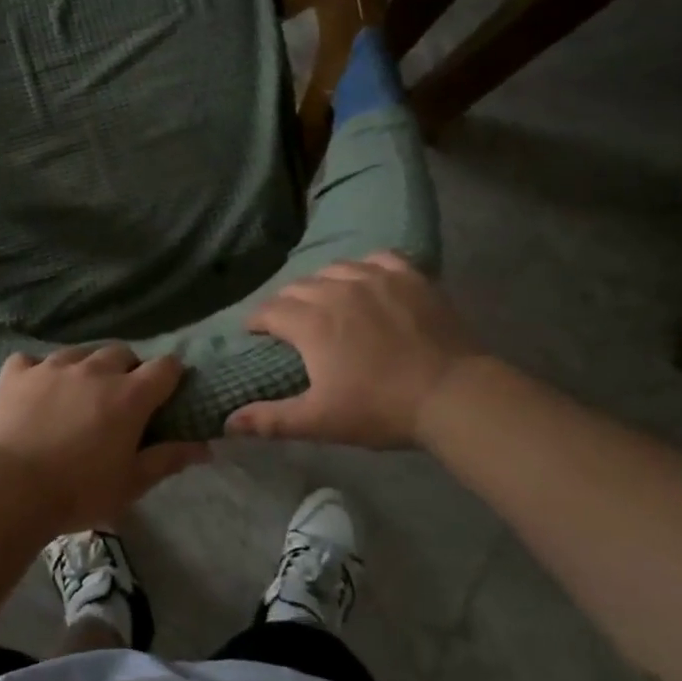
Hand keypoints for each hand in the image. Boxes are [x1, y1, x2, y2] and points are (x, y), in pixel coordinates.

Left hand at [0, 345, 209, 530]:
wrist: (9, 487)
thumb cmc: (78, 491)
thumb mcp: (131, 484)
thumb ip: (167, 459)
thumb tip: (203, 446)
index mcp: (128, 395)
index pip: (165, 367)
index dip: (171, 376)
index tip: (167, 392)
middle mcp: (94, 370)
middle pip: (121, 352)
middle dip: (127, 369)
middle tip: (121, 398)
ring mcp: (52, 366)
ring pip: (79, 352)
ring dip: (86, 367)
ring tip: (79, 394)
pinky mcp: (17, 372)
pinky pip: (34, 360)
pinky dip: (39, 372)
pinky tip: (36, 391)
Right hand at [225, 253, 480, 448]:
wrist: (454, 395)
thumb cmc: (380, 409)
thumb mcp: (320, 421)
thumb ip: (270, 419)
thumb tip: (228, 422)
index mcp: (309, 322)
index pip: (268, 310)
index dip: (257, 322)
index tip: (256, 333)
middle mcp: (335, 290)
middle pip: (297, 287)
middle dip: (285, 303)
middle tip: (291, 324)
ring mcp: (374, 278)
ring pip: (332, 269)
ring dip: (321, 284)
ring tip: (326, 301)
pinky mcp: (408, 276)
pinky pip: (376, 258)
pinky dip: (364, 266)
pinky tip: (366, 280)